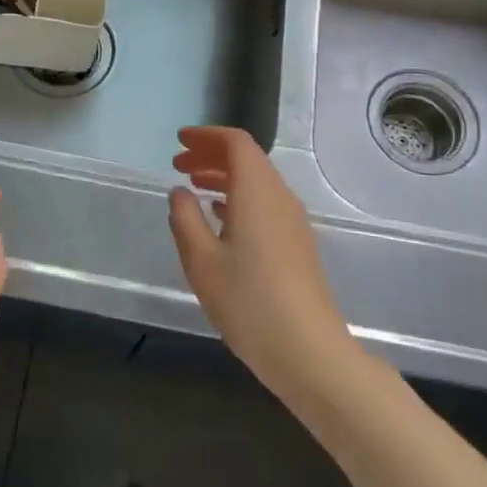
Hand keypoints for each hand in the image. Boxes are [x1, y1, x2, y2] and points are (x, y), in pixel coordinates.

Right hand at [168, 127, 357, 412]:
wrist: (308, 350)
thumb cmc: (248, 301)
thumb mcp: (201, 260)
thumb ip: (185, 219)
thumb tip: (179, 193)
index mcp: (257, 191)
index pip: (236, 143)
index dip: (206, 136)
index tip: (179, 141)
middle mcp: (279, 197)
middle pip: (248, 159)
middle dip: (211, 155)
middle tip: (178, 164)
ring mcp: (293, 222)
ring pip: (257, 182)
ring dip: (224, 177)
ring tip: (193, 187)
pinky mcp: (297, 244)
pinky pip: (264, 204)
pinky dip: (238, 199)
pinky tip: (220, 218)